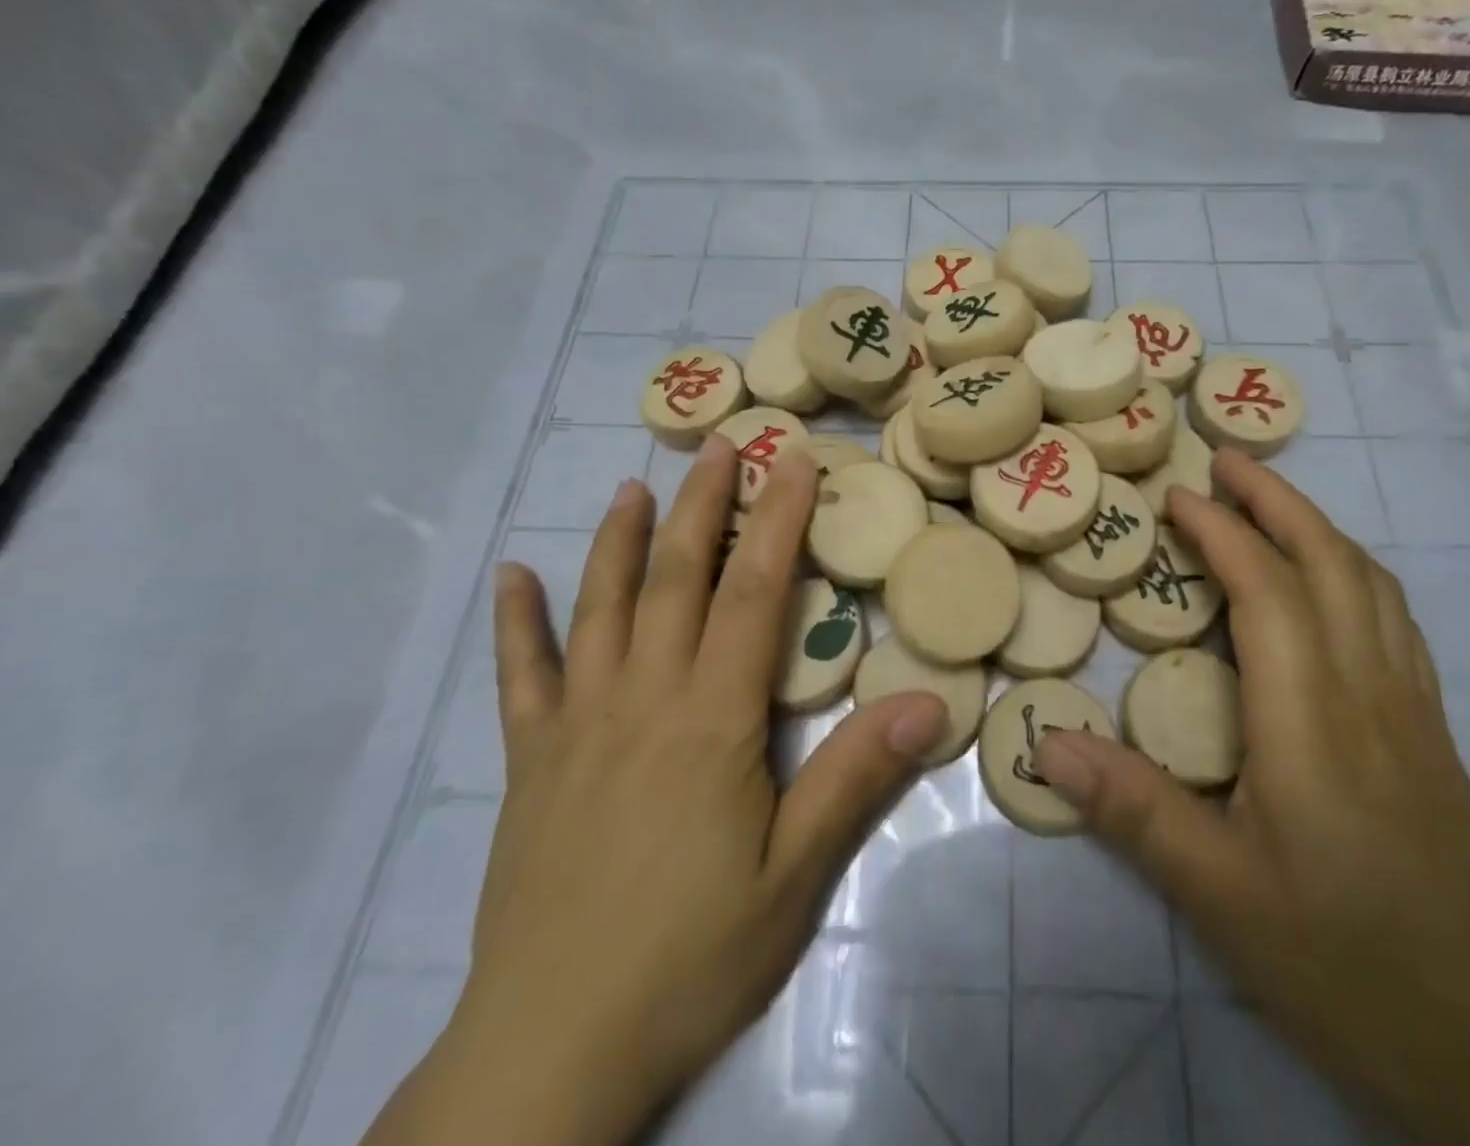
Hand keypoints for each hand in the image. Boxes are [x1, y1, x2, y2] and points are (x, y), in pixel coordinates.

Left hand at [365, 437, 948, 1145]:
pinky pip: (521, 675)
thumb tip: (929, 701)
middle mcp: (642, 699)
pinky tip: (512, 576)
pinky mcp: (530, 762)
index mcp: (712, 719)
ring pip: (600, 608)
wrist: (551, 1052)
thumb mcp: (795, 875)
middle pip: (677, 579)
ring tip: (633, 486)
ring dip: (619, 540)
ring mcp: (576, 725)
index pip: (754, 593)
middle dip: (704, 504)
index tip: (793, 463)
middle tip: (721, 445)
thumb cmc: (692, 956)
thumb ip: (856, 778)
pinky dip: (518, 621)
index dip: (777, 521)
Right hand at [1033, 449, 1469, 1145]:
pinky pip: (1392, 620)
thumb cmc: (1346, 964)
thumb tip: (1046, 741)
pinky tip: (1329, 583)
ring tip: (1270, 502)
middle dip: (1277, 500)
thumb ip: (1132, 810)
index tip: (1176, 496)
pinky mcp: (1432, 734)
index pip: (1268, 591)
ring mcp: (1412, 710)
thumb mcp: (1220, 895)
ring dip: (1318, 526)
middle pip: (1332, 564)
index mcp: (1313, 721)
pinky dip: (1352, 571)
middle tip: (1225, 460)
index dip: (1223, 532)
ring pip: (1372, 585)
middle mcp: (1370, 694)